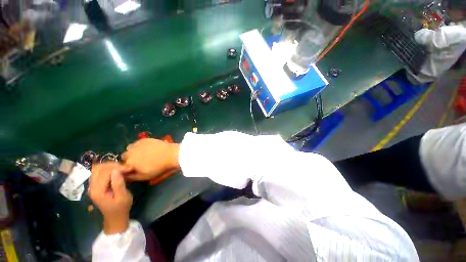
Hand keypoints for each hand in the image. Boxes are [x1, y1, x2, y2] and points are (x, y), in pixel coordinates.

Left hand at [89, 163, 132, 234]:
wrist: (115, 217)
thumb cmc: (121, 207)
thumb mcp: (123, 197)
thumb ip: (118, 184)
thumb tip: (116, 171)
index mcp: (98, 191)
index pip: (104, 173)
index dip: (117, 168)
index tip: (129, 169)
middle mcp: (92, 187)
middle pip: (98, 169)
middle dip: (112, 165)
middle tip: (125, 168)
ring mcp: (93, 186)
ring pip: (97, 169)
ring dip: (110, 166)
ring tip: (122, 168)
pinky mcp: (96, 185)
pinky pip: (99, 172)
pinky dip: (108, 169)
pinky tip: (117, 172)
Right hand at [121, 138, 179, 180]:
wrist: (170, 154)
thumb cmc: (158, 167)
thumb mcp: (144, 176)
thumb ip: (132, 177)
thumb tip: (124, 175)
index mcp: (129, 162)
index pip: (121, 166)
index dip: (128, 167)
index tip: (134, 168)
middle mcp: (129, 152)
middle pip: (125, 156)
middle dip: (130, 159)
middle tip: (140, 161)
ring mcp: (137, 144)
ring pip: (130, 148)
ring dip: (134, 151)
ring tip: (144, 154)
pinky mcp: (144, 139)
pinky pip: (137, 143)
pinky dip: (140, 146)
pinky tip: (148, 148)